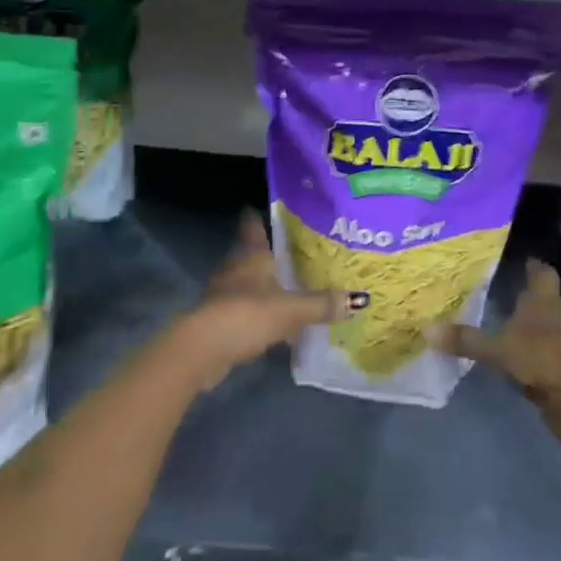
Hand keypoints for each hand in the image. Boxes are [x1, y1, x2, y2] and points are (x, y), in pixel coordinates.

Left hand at [169, 211, 354, 390]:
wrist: (202, 350)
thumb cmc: (246, 314)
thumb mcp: (291, 309)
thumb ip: (322, 304)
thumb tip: (358, 299)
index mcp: (250, 254)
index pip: (253, 224)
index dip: (262, 216)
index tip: (277, 210)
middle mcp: (236, 267)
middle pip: (254, 254)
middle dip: (274, 255)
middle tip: (301, 253)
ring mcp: (225, 293)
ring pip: (251, 282)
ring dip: (268, 286)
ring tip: (295, 288)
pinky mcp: (221, 320)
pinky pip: (248, 309)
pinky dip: (262, 312)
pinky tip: (280, 323)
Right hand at [427, 263, 560, 450]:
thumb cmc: (540, 358)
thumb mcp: (497, 348)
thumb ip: (465, 339)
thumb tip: (426, 329)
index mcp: (543, 301)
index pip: (542, 272)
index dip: (533, 264)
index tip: (519, 257)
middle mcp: (553, 317)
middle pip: (542, 298)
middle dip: (524, 293)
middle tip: (497, 285)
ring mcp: (558, 345)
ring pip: (539, 326)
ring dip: (524, 324)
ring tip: (497, 318)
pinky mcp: (557, 370)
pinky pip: (536, 353)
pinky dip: (523, 351)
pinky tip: (506, 353)